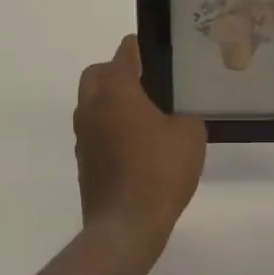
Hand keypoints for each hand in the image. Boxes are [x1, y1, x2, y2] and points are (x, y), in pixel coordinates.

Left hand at [74, 36, 205, 249]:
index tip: (150, 48)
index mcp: (116, 90)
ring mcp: (83, 135)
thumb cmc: (159, 170)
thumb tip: (174, 119)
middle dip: (115, 71)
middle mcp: (92, 106)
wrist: (126, 226)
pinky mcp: (83, 162)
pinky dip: (109, 129)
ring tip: (141, 114)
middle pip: (96, 74)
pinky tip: (134, 145)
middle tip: (143, 80)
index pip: (124, 54)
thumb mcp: (190, 135)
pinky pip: (94, 131)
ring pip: (91, 103)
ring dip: (109, 102)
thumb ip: (183, 116)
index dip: (138, 47)